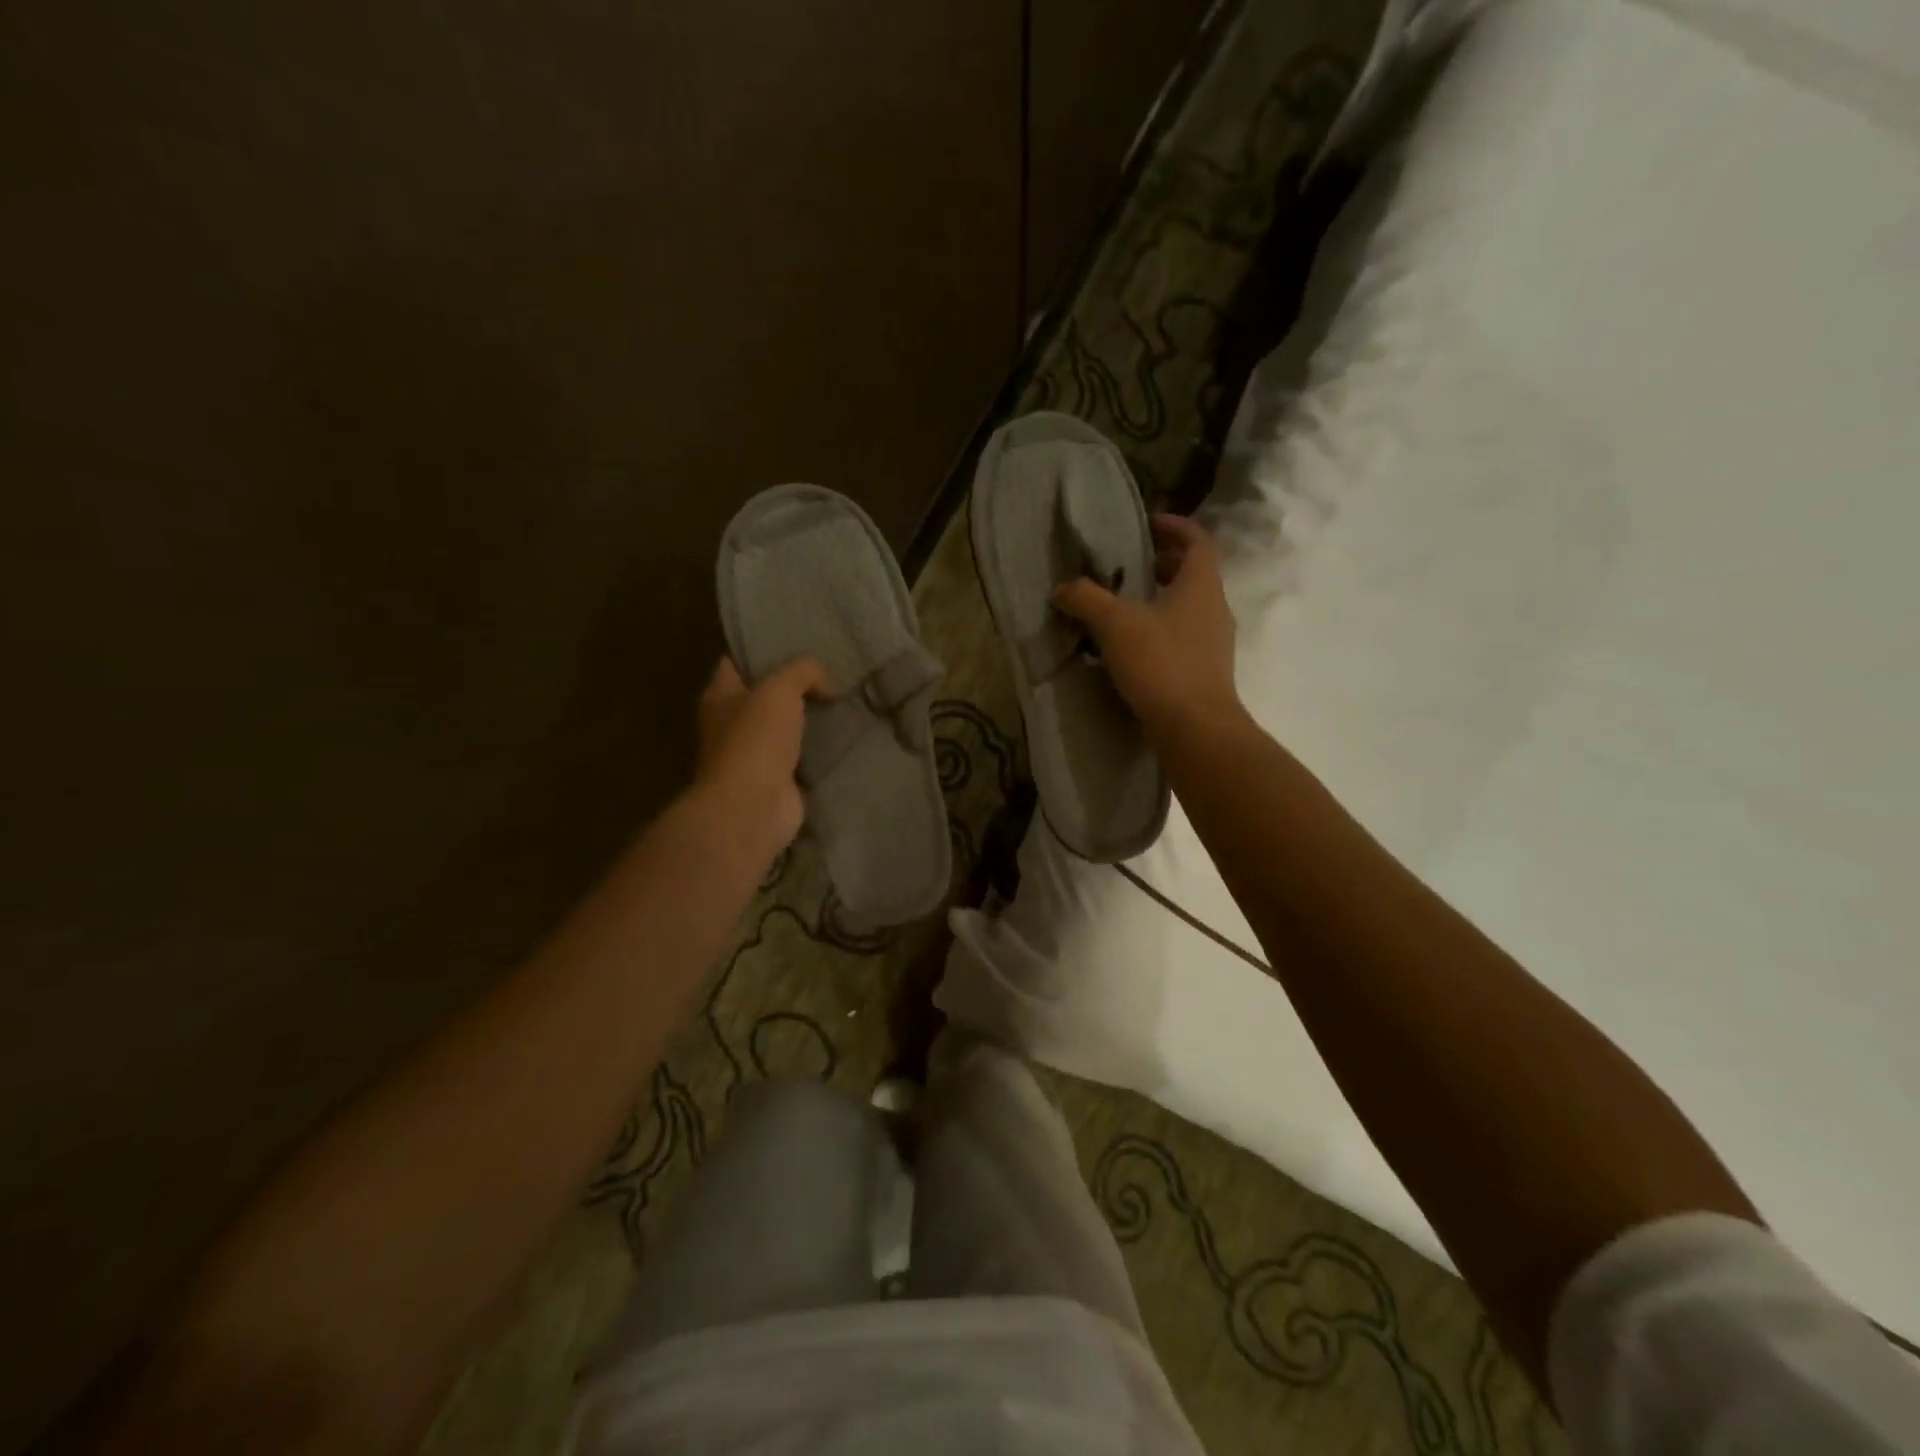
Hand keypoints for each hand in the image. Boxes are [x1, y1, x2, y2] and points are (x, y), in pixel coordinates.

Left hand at [693, 656, 830, 858]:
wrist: (753, 807)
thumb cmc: (755, 740)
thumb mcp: (779, 690)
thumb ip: (803, 672)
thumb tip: (826, 684)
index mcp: (719, 697)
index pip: (736, 662)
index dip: (761, 651)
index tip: (795, 641)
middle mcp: (731, 725)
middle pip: (764, 696)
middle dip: (793, 686)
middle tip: (830, 671)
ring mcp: (754, 755)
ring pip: (786, 727)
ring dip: (809, 719)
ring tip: (844, 700)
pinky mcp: (777, 780)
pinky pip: (802, 757)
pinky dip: (819, 750)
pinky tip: (845, 735)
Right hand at [1054, 513, 1239, 747]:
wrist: (1195, 728)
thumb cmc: (1161, 664)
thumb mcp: (1115, 625)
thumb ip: (1086, 599)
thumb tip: (1062, 588)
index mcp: (1201, 585)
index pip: (1197, 540)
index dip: (1174, 526)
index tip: (1146, 523)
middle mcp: (1214, 608)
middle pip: (1192, 573)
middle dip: (1161, 564)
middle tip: (1126, 565)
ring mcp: (1213, 642)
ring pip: (1187, 607)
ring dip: (1158, 599)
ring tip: (1121, 605)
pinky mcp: (1205, 671)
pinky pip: (1182, 636)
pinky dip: (1159, 630)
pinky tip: (1130, 646)